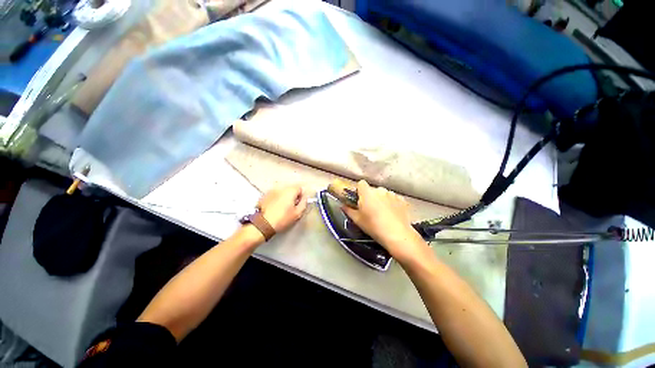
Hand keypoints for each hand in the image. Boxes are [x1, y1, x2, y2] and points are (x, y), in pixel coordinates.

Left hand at [257, 184, 307, 232]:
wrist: (263, 224)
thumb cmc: (282, 218)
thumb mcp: (297, 213)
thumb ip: (304, 203)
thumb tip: (304, 197)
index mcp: (290, 191)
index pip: (300, 187)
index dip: (301, 195)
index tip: (299, 203)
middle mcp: (281, 188)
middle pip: (291, 188)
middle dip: (293, 195)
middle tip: (292, 205)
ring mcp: (271, 190)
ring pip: (282, 190)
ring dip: (285, 196)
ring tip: (283, 206)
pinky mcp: (265, 195)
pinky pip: (274, 194)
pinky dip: (277, 197)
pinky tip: (275, 206)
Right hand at [342, 181, 427, 262]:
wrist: (397, 234)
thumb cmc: (373, 226)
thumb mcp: (357, 220)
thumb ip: (348, 210)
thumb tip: (342, 205)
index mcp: (367, 193)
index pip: (361, 183)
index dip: (360, 190)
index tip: (360, 199)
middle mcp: (380, 190)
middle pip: (372, 190)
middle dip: (371, 197)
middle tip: (370, 209)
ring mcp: (392, 194)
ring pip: (383, 194)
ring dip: (381, 199)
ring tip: (383, 213)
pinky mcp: (402, 200)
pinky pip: (393, 198)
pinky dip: (392, 203)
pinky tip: (393, 214)